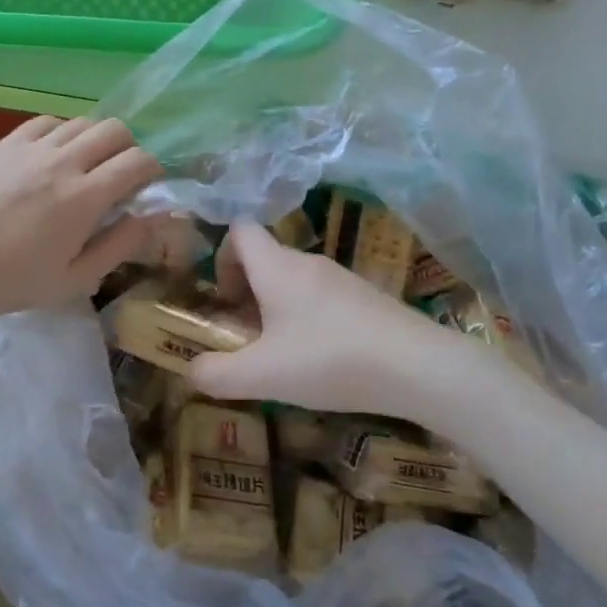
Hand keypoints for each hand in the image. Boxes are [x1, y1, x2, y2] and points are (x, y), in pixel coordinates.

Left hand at [0, 116, 161, 335]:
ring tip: (85, 165)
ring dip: (95, 139)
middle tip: (120, 173)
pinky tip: (51, 155)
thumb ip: (120, 245)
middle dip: (129, 147)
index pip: (137, 161)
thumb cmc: (11, 283)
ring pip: (81, 121)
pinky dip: (60, 133)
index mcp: (84, 197)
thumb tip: (153, 218)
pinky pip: (45, 122)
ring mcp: (29, 148)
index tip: (147, 184)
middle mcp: (62, 162)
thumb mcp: (75, 279)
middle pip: (114, 129)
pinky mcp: (3, 144)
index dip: (152, 168)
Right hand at [187, 222, 469, 423]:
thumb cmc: (329, 360)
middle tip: (244, 334)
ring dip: (277, 306)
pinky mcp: (366, 297)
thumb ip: (217, 374)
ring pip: (294, 279)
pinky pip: (322, 296)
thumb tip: (190, 371)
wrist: (417, 366)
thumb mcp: (262, 376)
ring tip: (280, 353)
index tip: (223, 297)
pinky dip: (308, 317)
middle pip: (266, 257)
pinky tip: (320, 359)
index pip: (240, 230)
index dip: (222, 256)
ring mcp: (341, 277)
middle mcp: (307, 262)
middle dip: (247, 290)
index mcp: (277, 266)